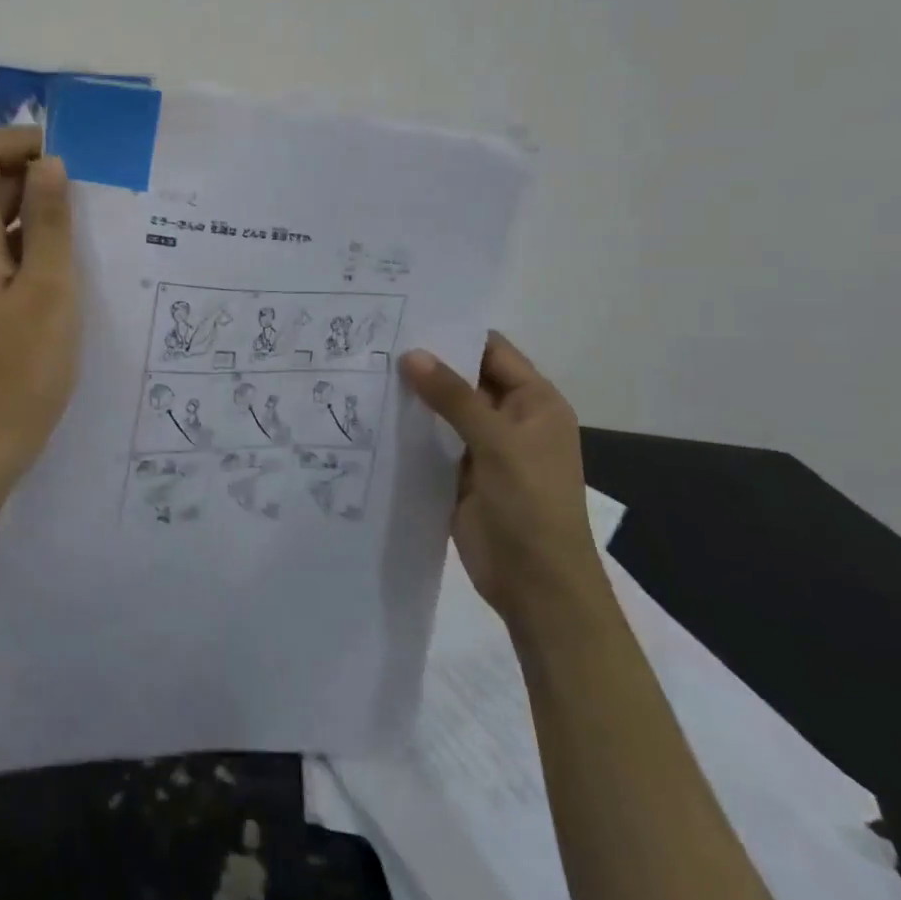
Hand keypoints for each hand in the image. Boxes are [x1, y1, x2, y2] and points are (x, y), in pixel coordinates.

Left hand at [0, 126, 79, 485]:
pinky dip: (32, 241)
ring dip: (39, 210)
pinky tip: (70, 261)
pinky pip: (1, 247)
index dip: (22, 144)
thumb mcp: (49, 288)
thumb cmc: (21, 367)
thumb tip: (50, 162)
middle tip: (93, 196)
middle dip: (37, 176)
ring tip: (90, 226)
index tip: (71, 165)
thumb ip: (49, 220)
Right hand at [399, 334, 602, 621]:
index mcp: (534, 402)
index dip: (454, 332)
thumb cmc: (531, 506)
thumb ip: (454, 397)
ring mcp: (483, 447)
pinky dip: (407, 427)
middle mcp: (509, 418)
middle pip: (464, 378)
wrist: (536, 587)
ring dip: (413, 395)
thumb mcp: (498, 443)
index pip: (491, 351)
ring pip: (443, 409)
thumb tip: (410, 354)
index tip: (406, 313)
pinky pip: (431, 440)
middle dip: (426, 362)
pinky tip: (371, 412)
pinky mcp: (459, 473)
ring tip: (364, 367)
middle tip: (373, 337)